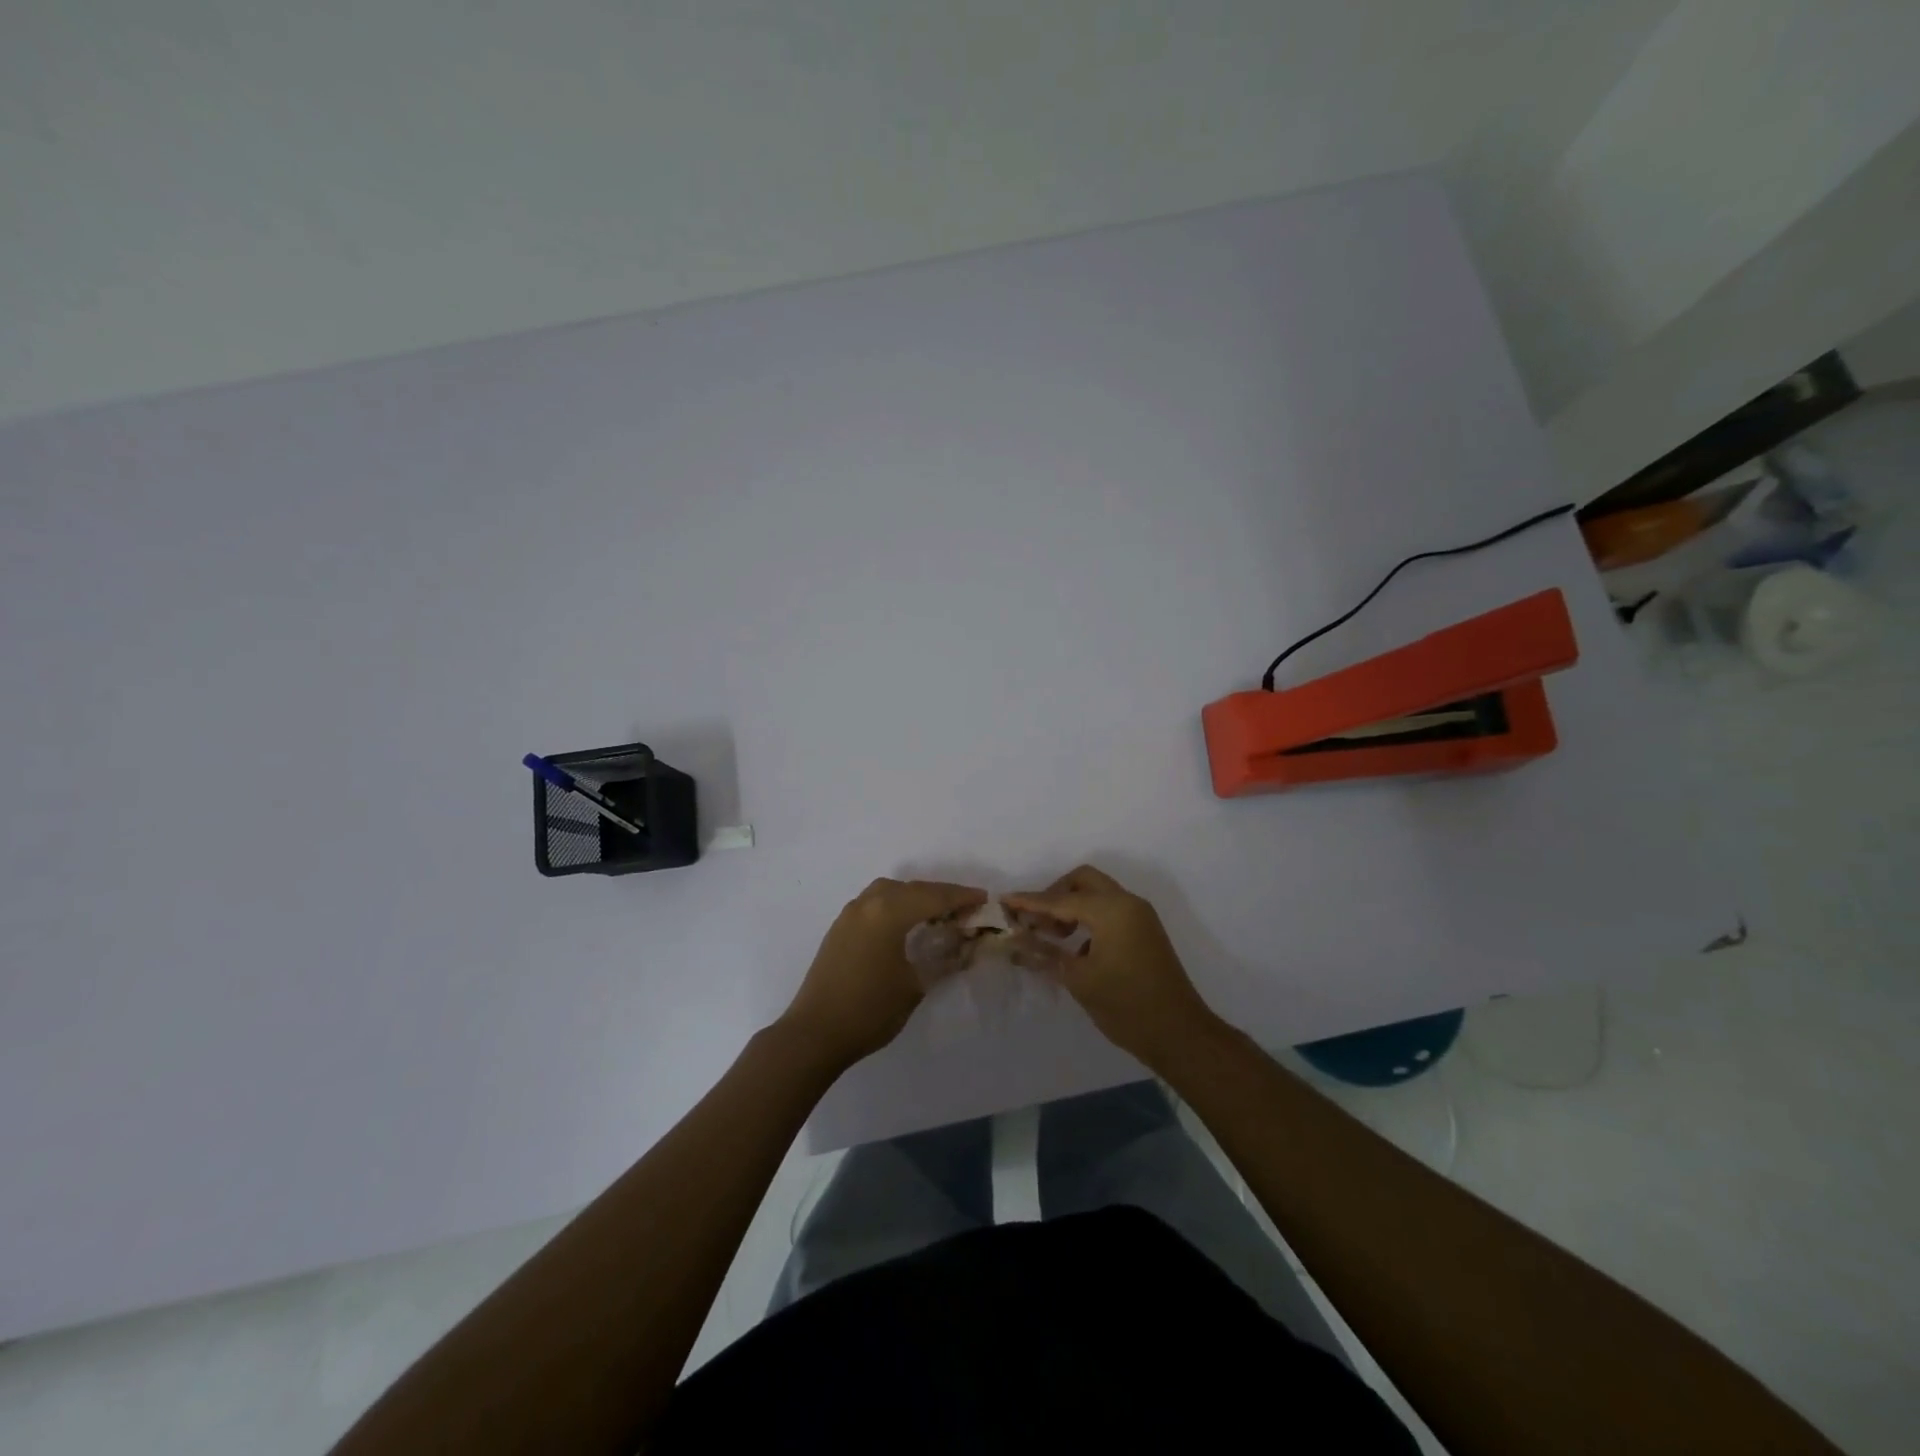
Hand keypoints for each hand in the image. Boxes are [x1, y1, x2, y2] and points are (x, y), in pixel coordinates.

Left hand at [781, 877, 986, 1069]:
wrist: (815, 1033)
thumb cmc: (870, 1010)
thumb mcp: (915, 986)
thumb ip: (943, 960)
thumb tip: (965, 948)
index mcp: (888, 913)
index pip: (933, 897)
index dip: (961, 897)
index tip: (984, 899)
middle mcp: (868, 904)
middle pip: (912, 889)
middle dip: (940, 895)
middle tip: (965, 908)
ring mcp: (850, 914)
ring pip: (890, 891)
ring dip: (915, 897)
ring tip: (936, 913)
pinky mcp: (840, 928)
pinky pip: (874, 903)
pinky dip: (896, 904)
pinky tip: (906, 923)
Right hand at [1005, 865, 1221, 1070]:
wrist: (1180, 1034)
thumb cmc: (1126, 1006)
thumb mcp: (1079, 980)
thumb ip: (1045, 953)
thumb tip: (1016, 940)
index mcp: (1111, 910)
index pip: (1060, 900)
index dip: (1030, 902)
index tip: (1004, 900)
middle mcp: (1127, 902)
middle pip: (1082, 881)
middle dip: (1055, 895)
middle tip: (1036, 922)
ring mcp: (1140, 915)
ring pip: (1098, 893)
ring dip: (1073, 906)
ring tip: (1053, 935)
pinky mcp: (1145, 930)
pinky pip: (1110, 909)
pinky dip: (1089, 918)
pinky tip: (1077, 948)